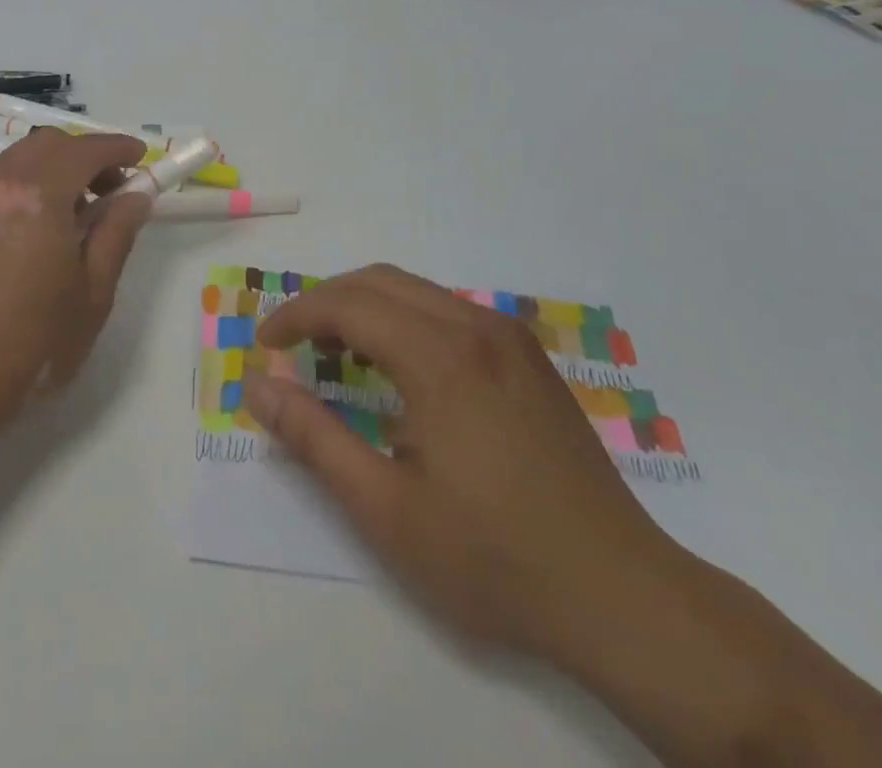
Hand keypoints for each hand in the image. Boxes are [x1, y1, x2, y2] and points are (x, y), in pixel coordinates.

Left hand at [0, 129, 152, 430]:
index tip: (141, 158)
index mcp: (38, 195)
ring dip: (56, 167)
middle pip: (51, 144)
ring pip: (22, 156)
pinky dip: (28, 182)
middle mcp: (0, 181)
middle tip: (112, 190)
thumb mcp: (93, 291)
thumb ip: (117, 233)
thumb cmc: (34, 342)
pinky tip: (40, 224)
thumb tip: (136, 196)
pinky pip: (0, 177)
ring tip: (77, 212)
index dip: (118, 148)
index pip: (86, 150)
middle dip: (87, 155)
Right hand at [245, 265, 682, 660]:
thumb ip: (311, 437)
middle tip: (293, 345)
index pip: (347, 304)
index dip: (296, 316)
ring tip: (336, 354)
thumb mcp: (384, 508)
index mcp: (440, 356)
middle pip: (379, 281)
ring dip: (365, 308)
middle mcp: (476, 327)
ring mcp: (509, 339)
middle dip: (326, 302)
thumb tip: (255, 384)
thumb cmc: (494, 558)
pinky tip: (399, 369)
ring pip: (416, 291)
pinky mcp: (529, 359)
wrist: (626, 600)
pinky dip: (404, 320)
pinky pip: (448, 311)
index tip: (265, 346)